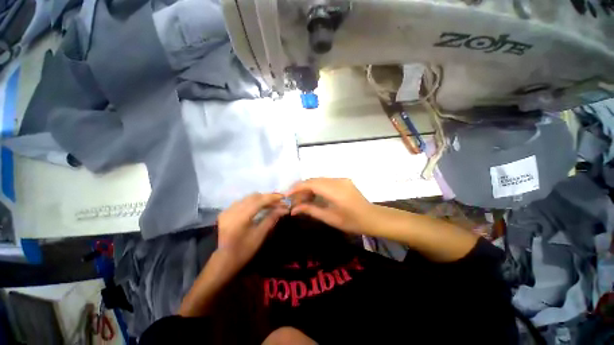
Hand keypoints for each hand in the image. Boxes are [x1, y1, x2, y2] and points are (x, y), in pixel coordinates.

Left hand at [217, 193, 288, 270]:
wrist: (224, 260)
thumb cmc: (244, 250)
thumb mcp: (260, 235)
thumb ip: (271, 218)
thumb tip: (284, 209)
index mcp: (240, 218)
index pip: (259, 201)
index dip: (272, 197)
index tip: (283, 197)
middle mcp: (232, 210)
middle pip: (253, 197)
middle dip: (267, 197)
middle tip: (278, 202)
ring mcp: (227, 210)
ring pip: (248, 198)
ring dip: (260, 199)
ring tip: (270, 204)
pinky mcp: (225, 212)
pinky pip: (242, 201)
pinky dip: (252, 202)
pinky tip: (258, 207)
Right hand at [286, 178, 378, 235]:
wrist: (372, 217)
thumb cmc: (351, 222)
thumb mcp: (329, 218)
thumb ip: (310, 210)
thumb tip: (293, 209)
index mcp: (335, 191)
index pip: (311, 184)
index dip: (297, 188)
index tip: (287, 195)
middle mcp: (337, 181)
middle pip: (314, 180)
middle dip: (301, 188)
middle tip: (293, 199)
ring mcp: (341, 179)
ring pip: (319, 180)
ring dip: (309, 187)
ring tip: (302, 199)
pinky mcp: (343, 180)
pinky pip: (326, 181)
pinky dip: (317, 187)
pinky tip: (314, 196)